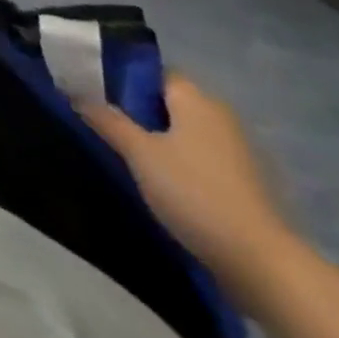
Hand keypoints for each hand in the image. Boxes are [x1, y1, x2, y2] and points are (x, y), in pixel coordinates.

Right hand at [81, 73, 298, 294]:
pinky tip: (158, 178)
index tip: (94, 91)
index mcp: (197, 101)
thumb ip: (106, 118)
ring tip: (124, 150)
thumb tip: (75, 93)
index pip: (154, 72)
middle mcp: (220, 118)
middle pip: (169, 101)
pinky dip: (178, 160)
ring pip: (184, 131)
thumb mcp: (138, 152)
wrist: (262, 264)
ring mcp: (238, 153)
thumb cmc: (194, 192)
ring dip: (157, 137)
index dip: (123, 77)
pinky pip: (200, 157)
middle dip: (137, 109)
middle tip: (103, 120)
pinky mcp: (244, 184)